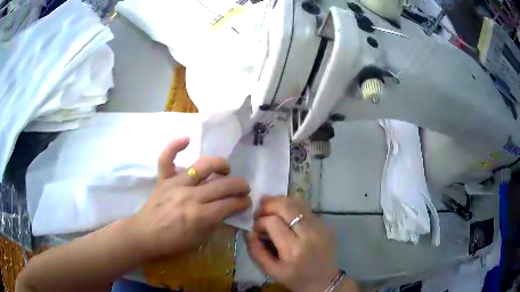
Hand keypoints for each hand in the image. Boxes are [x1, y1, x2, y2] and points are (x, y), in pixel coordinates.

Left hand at [127, 137, 250, 259]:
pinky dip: (175, 146)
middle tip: (244, 188)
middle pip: (223, 185)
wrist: (145, 235)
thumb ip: (216, 222)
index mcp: (200, 215)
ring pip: (203, 166)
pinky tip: (187, 140)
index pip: (230, 204)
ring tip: (225, 170)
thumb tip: (228, 209)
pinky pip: (167, 158)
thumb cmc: (173, 242)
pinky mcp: (163, 179)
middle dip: (240, 186)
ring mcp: (176, 184)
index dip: (243, 202)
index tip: (247, 202)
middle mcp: (191, 196)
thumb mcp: (200, 239)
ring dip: (220, 165)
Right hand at [246, 197, 338, 291]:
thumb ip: (256, 251)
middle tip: (260, 209)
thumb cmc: (296, 278)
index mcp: (293, 249)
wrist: (325, 281)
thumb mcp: (271, 271)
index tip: (255, 227)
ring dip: (281, 202)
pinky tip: (286, 213)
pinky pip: (307, 210)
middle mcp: (309, 234)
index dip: (260, 221)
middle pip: (287, 207)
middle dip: (269, 204)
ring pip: (298, 204)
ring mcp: (321, 227)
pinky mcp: (326, 225)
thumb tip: (248, 231)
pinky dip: (293, 207)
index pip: (273, 222)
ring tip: (270, 205)